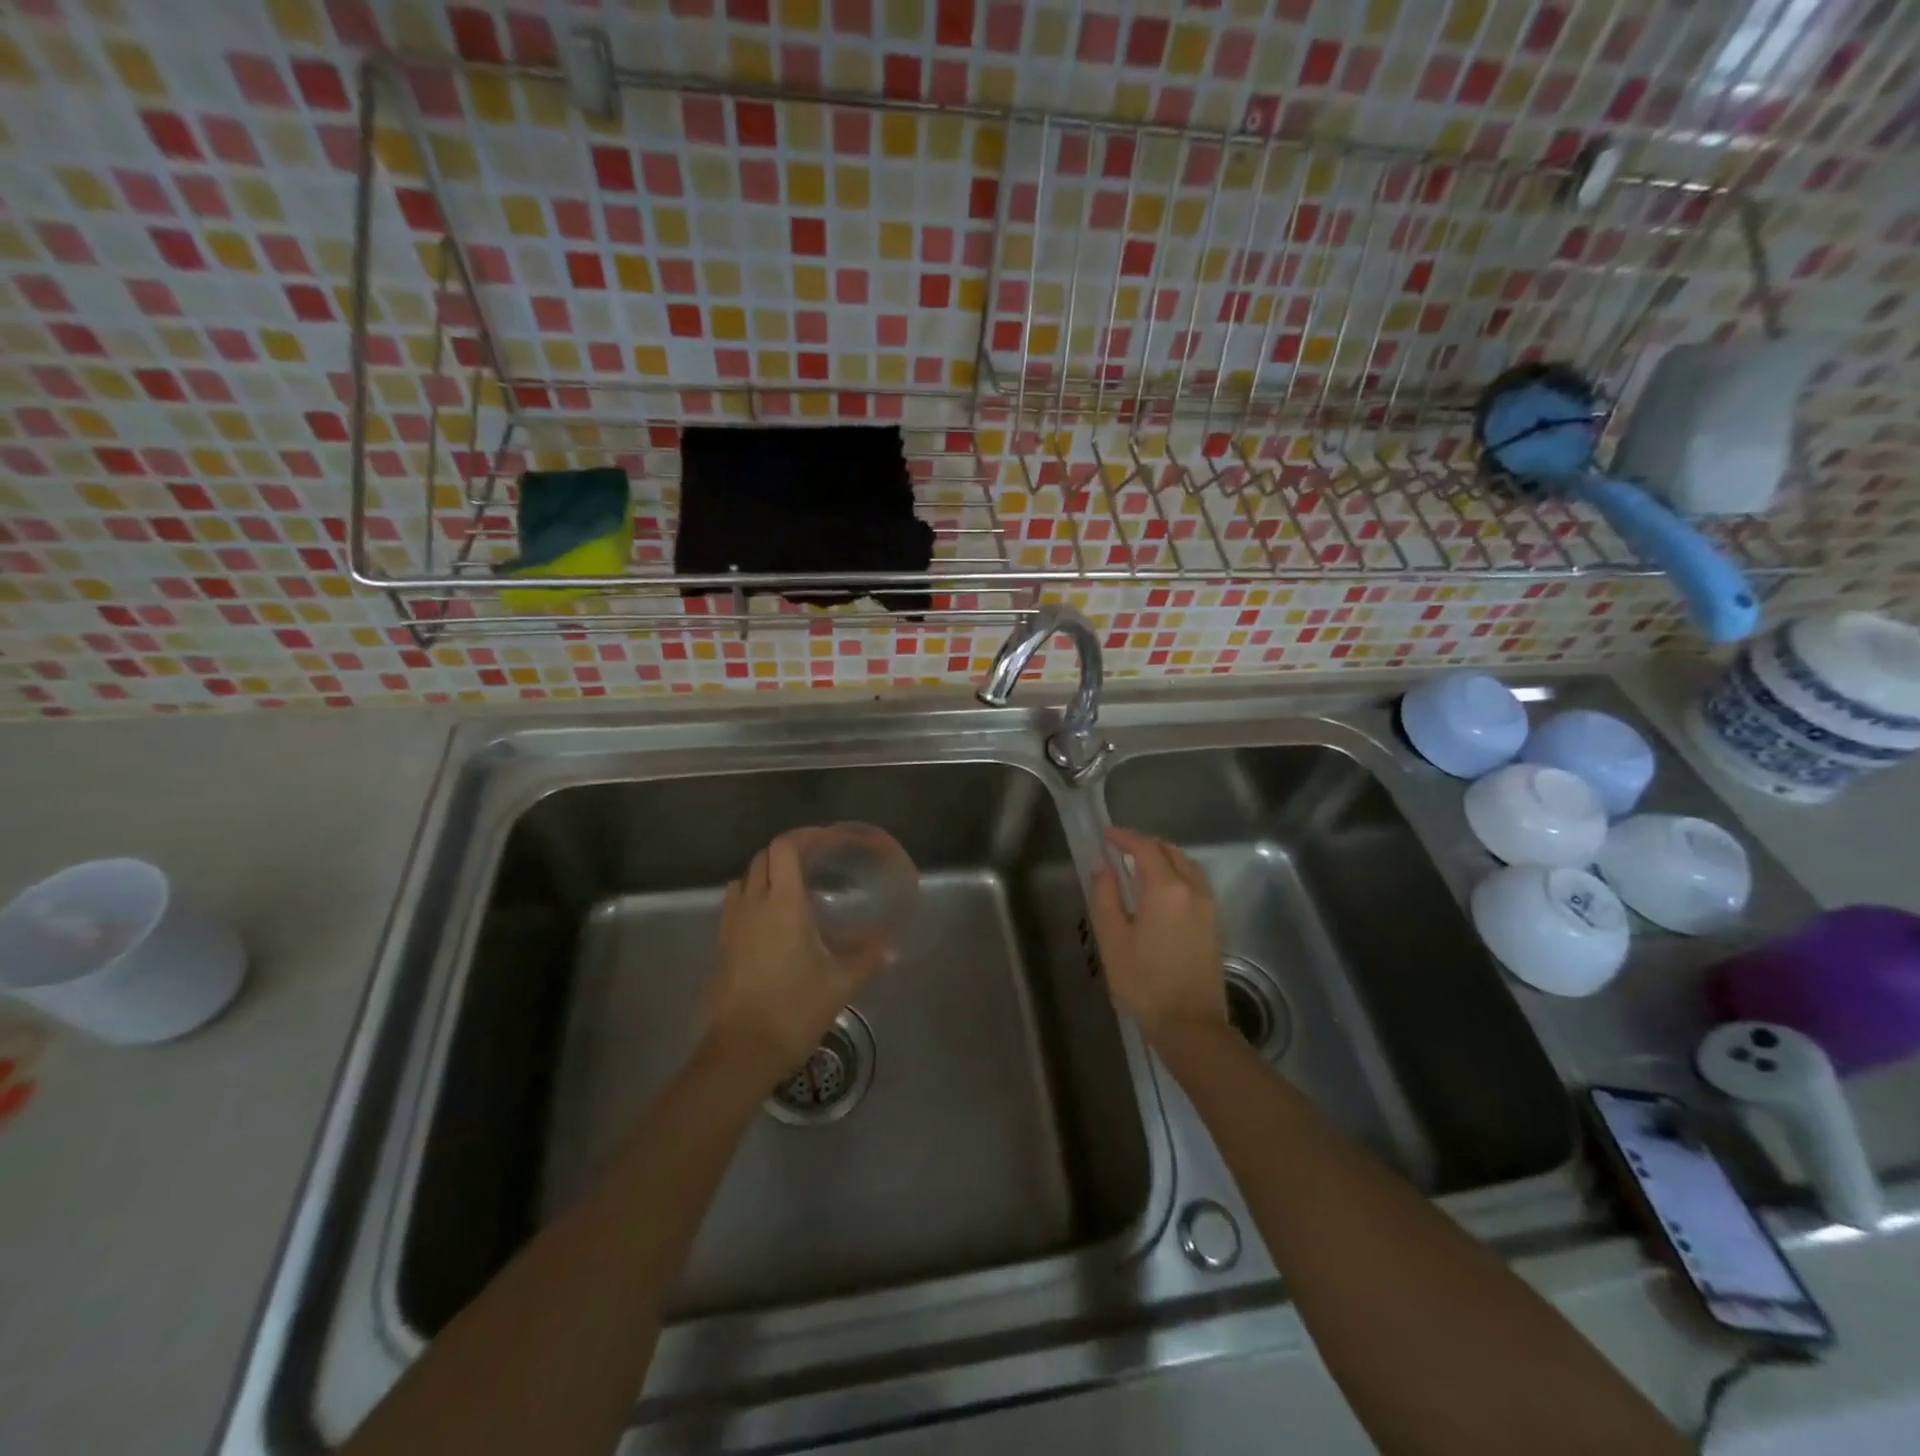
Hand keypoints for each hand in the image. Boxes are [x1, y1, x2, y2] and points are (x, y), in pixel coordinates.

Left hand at [706, 832, 885, 1082]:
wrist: (740, 1054)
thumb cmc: (793, 1010)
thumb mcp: (839, 984)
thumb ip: (866, 959)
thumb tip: (892, 948)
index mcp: (783, 904)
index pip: (784, 848)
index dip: (804, 836)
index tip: (826, 840)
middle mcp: (752, 906)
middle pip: (762, 858)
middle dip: (787, 852)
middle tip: (815, 863)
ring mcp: (731, 926)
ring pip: (744, 880)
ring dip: (765, 875)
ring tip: (791, 890)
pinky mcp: (720, 947)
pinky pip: (735, 907)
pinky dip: (752, 900)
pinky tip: (772, 924)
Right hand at [1088, 827, 1226, 1045]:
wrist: (1190, 1025)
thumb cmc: (1144, 982)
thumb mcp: (1112, 939)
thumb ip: (1105, 896)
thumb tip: (1103, 868)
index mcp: (1166, 889)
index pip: (1146, 848)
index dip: (1125, 838)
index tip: (1106, 836)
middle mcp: (1192, 889)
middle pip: (1169, 851)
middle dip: (1144, 845)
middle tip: (1119, 850)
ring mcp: (1208, 906)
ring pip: (1186, 865)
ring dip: (1163, 857)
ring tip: (1139, 866)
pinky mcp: (1214, 922)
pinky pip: (1195, 882)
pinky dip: (1176, 873)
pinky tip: (1161, 890)